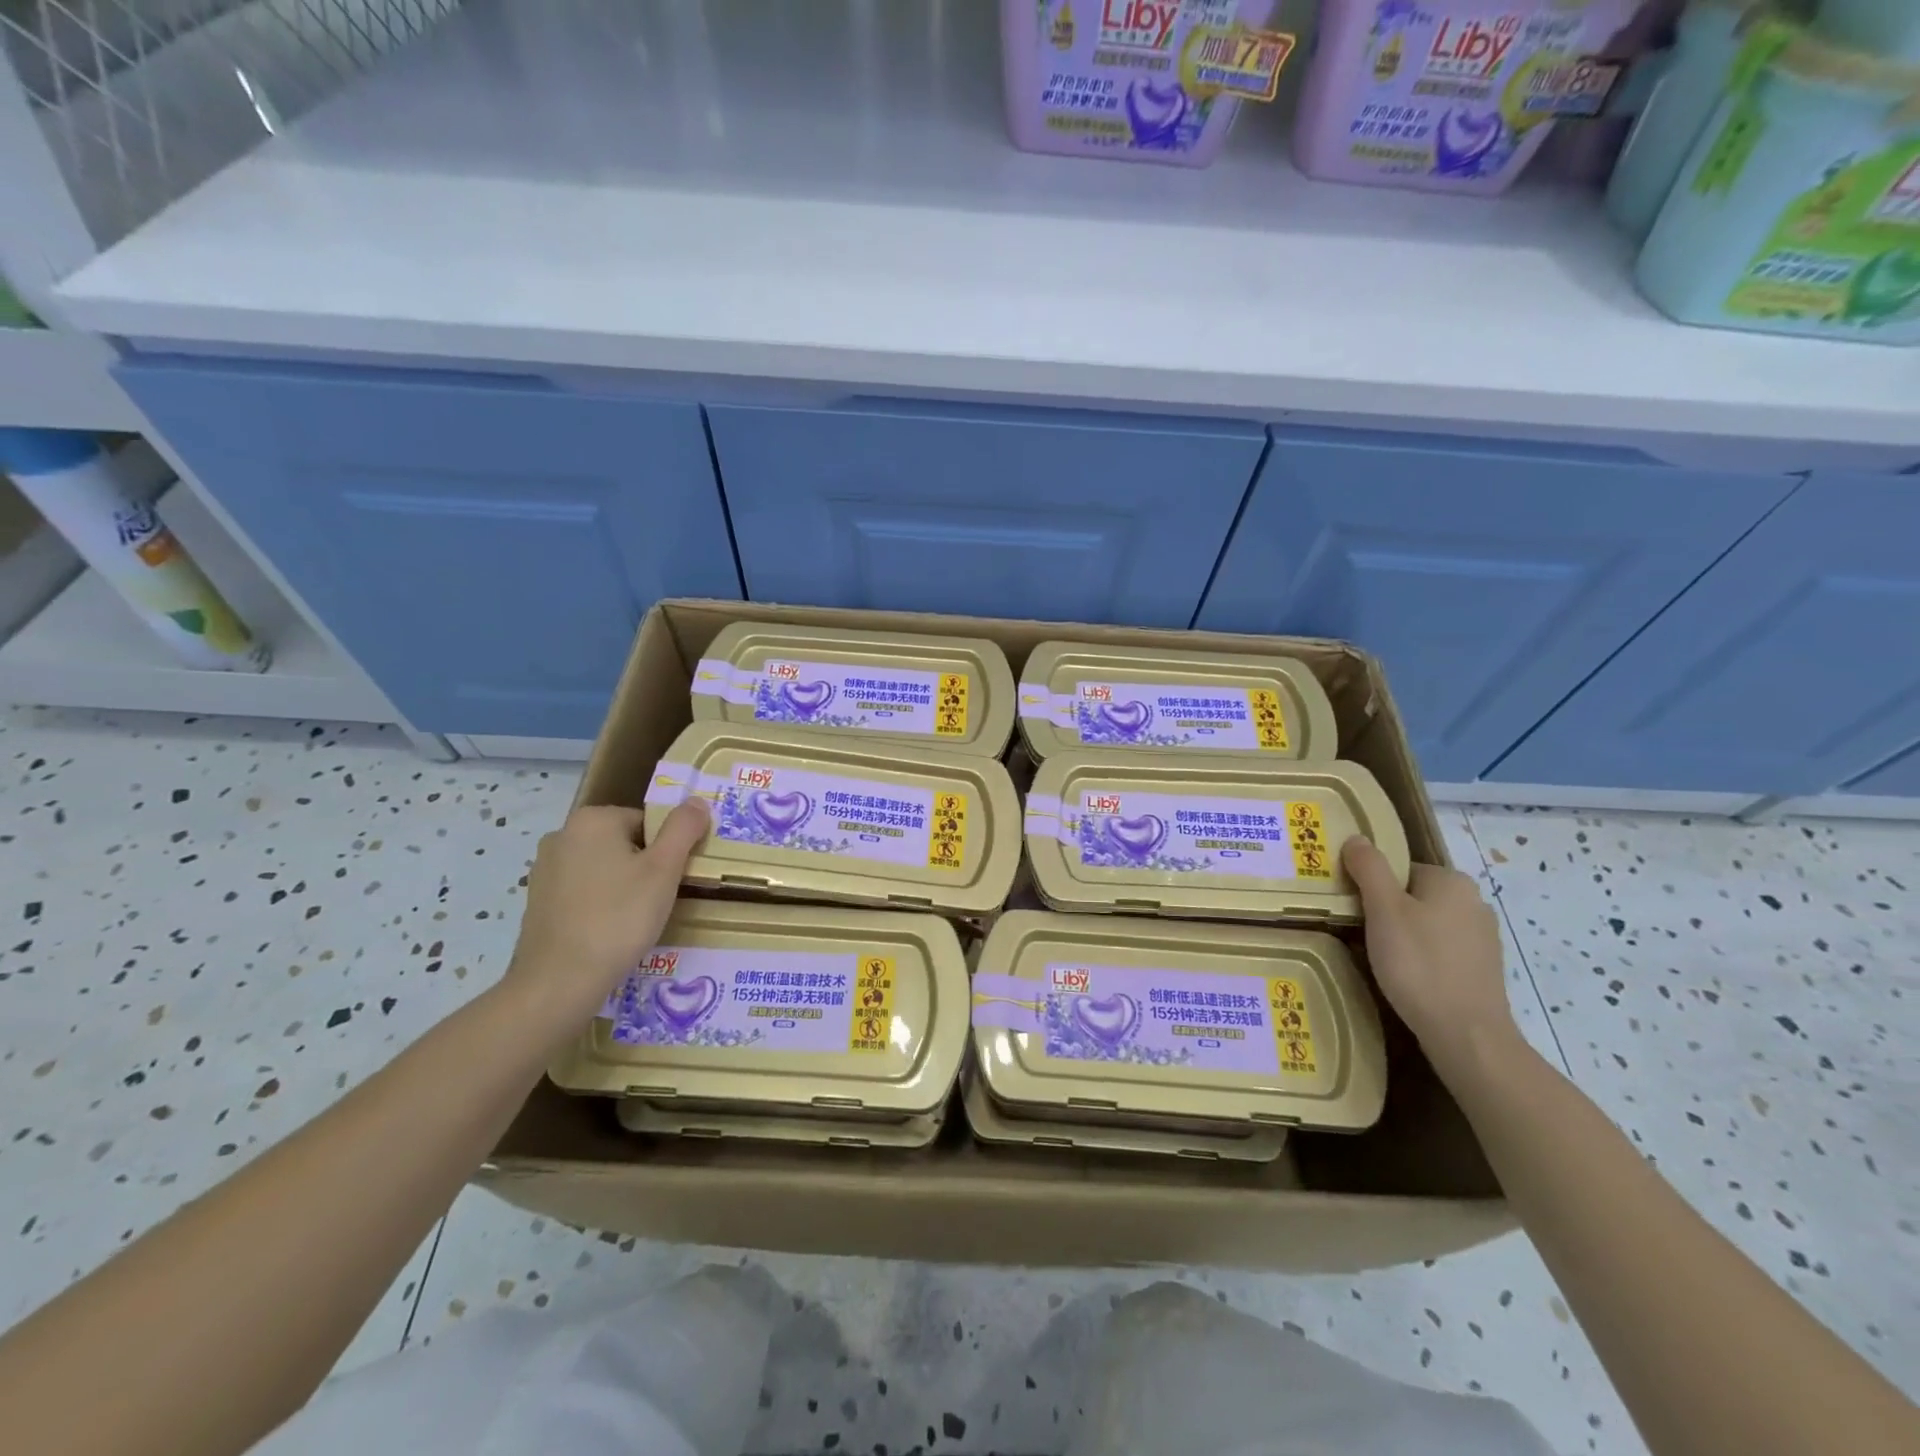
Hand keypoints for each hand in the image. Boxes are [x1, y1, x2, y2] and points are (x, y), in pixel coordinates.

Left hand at [502, 801, 709, 1036]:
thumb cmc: (619, 918)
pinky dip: (601, 904)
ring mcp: (545, 869)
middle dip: (646, 867)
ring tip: (637, 920)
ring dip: (624, 886)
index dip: (668, 851)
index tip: (673, 880)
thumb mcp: (664, 869)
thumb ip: (683, 829)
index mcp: (593, 819)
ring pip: (604, 868)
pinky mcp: (538, 901)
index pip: (648, 822)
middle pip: (625, 842)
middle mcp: (562, 835)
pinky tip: (611, 931)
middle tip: (660, 901)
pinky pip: (584, 891)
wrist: (560, 981)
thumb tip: (698, 800)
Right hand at [1341, 837, 1518, 1078]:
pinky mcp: (1483, 967)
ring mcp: (1483, 937)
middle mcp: (1474, 901)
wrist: (1466, 1034)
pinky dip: (1422, 957)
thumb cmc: (1418, 963)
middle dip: (1387, 911)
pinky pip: (1441, 949)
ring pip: (1428, 922)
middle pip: (1413, 894)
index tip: (1354, 910)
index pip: (1399, 869)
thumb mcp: (1383, 910)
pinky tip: (1408, 977)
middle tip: (1362, 934)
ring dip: (1404, 935)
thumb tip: (1358, 838)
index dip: (1372, 886)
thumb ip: (1369, 869)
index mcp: (1452, 880)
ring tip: (1383, 959)